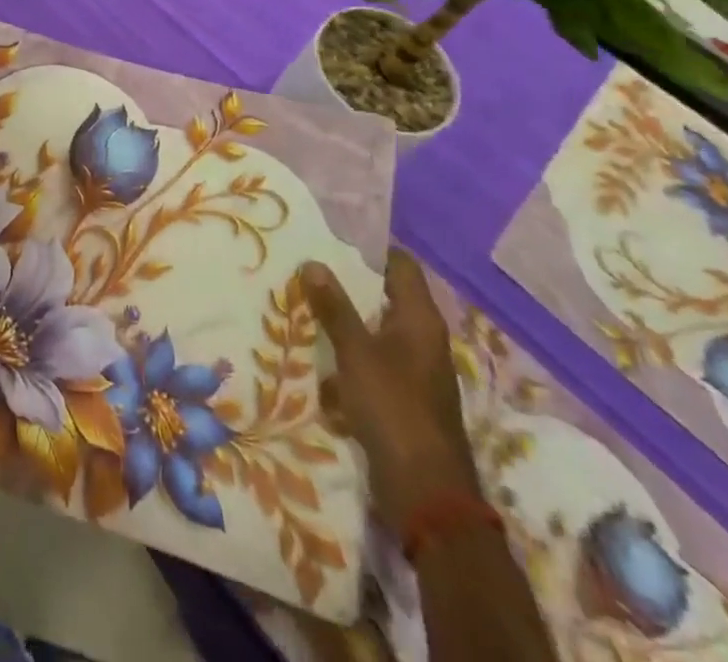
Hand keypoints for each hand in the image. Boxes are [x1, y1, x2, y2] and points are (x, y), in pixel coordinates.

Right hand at [302, 248, 480, 532]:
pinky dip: (348, 353)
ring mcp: (415, 370)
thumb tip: (312, 262)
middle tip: (306, 265)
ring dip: (344, 319)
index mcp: (420, 320)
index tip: (331, 235)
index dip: (370, 248)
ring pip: (375, 329)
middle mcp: (423, 339)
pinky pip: (372, 360)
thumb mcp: (356, 353)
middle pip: (385, 296)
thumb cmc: (394, 408)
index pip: (400, 265)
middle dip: (347, 282)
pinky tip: (317, 352)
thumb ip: (334, 308)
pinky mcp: (403, 397)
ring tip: (302, 302)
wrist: (425, 493)